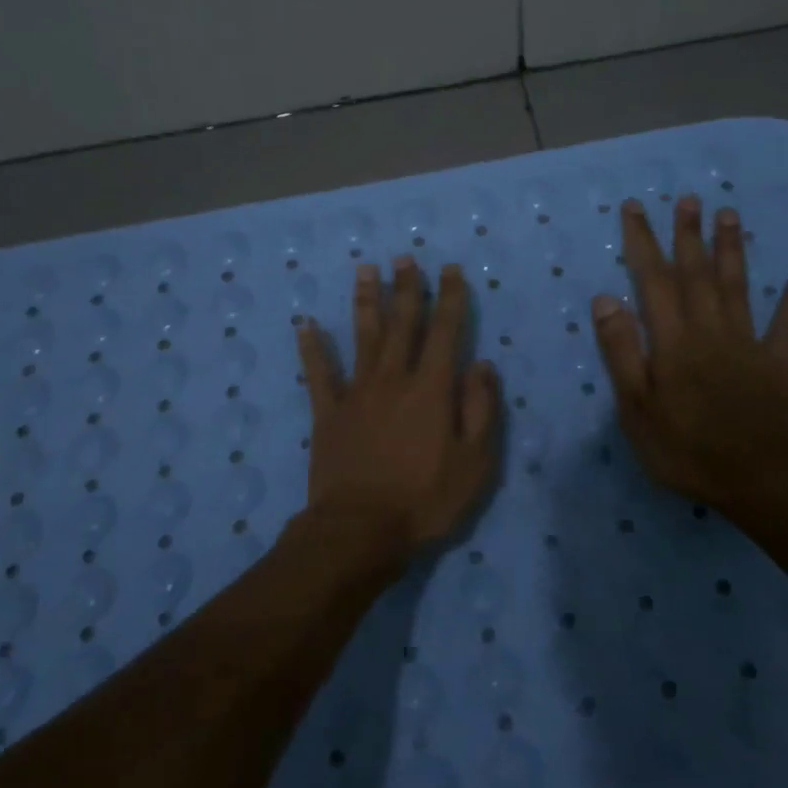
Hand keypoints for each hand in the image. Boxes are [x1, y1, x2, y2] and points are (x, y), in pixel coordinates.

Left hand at [297, 257, 501, 559]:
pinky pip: (319, 374)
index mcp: (432, 389)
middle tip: (405, 257)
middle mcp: (393, 379)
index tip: (450, 269)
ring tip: (366, 269)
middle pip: (402, 324)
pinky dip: (313, 348)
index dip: (449, 298)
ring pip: (363, 337)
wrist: (360, 530)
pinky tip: (306, 324)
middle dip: (406, 288)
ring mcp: (356, 394)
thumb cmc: (426, 499)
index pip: (445, 331)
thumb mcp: (475, 462)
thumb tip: (482, 365)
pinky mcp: (328, 414)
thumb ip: (481, 409)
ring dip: (366, 301)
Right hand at [592, 194, 787, 519]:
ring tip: (729, 213)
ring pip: (737, 286)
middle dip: (689, 234)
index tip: (636, 208)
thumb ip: (622, 352)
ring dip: (731, 249)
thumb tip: (606, 299)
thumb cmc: (686, 449)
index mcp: (673, 341)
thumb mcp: (637, 409)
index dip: (643, 242)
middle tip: (689, 197)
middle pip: (697, 274)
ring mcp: (748, 343)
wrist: (759, 479)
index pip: (653, 281)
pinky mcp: (778, 362)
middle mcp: (710, 330)